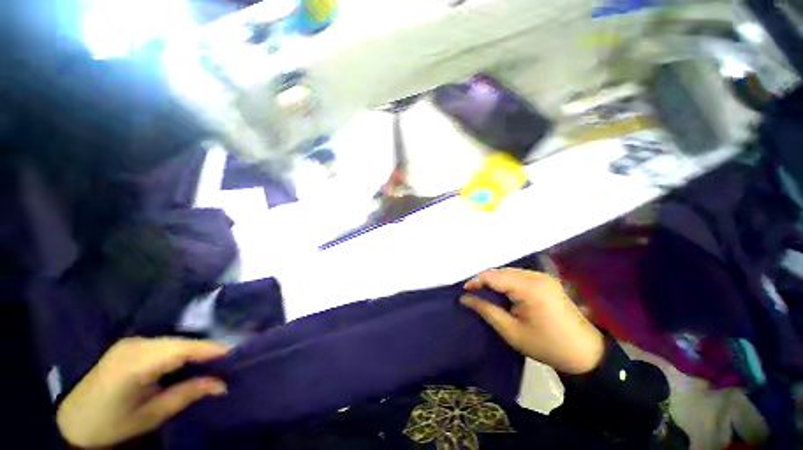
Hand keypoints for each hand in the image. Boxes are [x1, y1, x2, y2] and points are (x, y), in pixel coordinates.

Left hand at [57, 337, 229, 448]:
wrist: (74, 422)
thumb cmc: (113, 424)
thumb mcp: (152, 416)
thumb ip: (187, 395)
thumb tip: (222, 384)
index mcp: (135, 364)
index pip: (181, 349)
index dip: (210, 349)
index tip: (236, 351)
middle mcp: (134, 345)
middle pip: (179, 342)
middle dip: (205, 349)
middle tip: (228, 359)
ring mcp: (130, 342)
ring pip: (173, 341)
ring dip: (194, 349)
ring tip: (213, 360)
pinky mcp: (129, 345)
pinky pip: (163, 343)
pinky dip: (180, 350)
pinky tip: (188, 360)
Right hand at [461, 268, 604, 374]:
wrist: (585, 353)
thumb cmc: (546, 345)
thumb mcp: (511, 331)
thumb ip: (486, 310)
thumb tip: (464, 298)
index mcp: (528, 288)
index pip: (493, 276)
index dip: (476, 282)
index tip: (464, 293)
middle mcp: (535, 276)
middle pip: (500, 271)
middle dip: (485, 281)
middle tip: (474, 296)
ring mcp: (542, 276)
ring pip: (508, 272)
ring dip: (495, 281)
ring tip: (486, 295)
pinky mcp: (546, 280)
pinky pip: (518, 276)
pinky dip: (506, 282)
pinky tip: (504, 294)